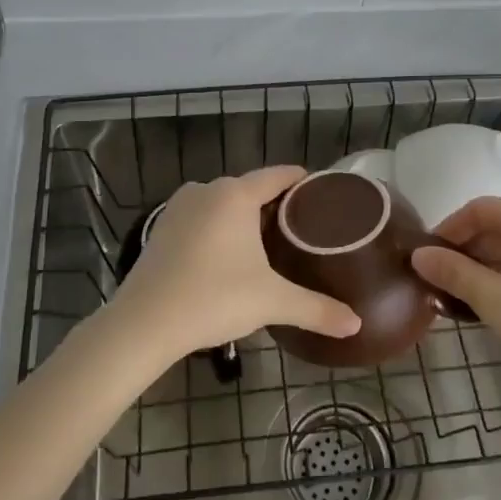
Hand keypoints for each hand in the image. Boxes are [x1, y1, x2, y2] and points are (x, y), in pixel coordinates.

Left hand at [108, 167, 361, 363]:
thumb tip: (356, 324)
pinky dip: (218, 228)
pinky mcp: (161, 227)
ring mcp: (179, 207)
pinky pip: (201, 217)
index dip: (302, 181)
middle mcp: (207, 190)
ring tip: (269, 243)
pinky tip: (228, 255)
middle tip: (302, 228)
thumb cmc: (213, 299)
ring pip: (223, 203)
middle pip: (250, 189)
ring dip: (244, 217)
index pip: (278, 175)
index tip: (321, 192)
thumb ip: (316, 309)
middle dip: (275, 205)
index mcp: (236, 194)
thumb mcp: (272, 302)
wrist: (144, 323)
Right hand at [411, 198, 500, 401]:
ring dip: (489, 266)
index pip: (478, 209)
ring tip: (468, 300)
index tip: (428, 258)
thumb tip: (420, 254)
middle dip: (467, 251)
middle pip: (499, 225)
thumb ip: (454, 273)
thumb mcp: (495, 301)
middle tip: (443, 284)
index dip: (448, 229)